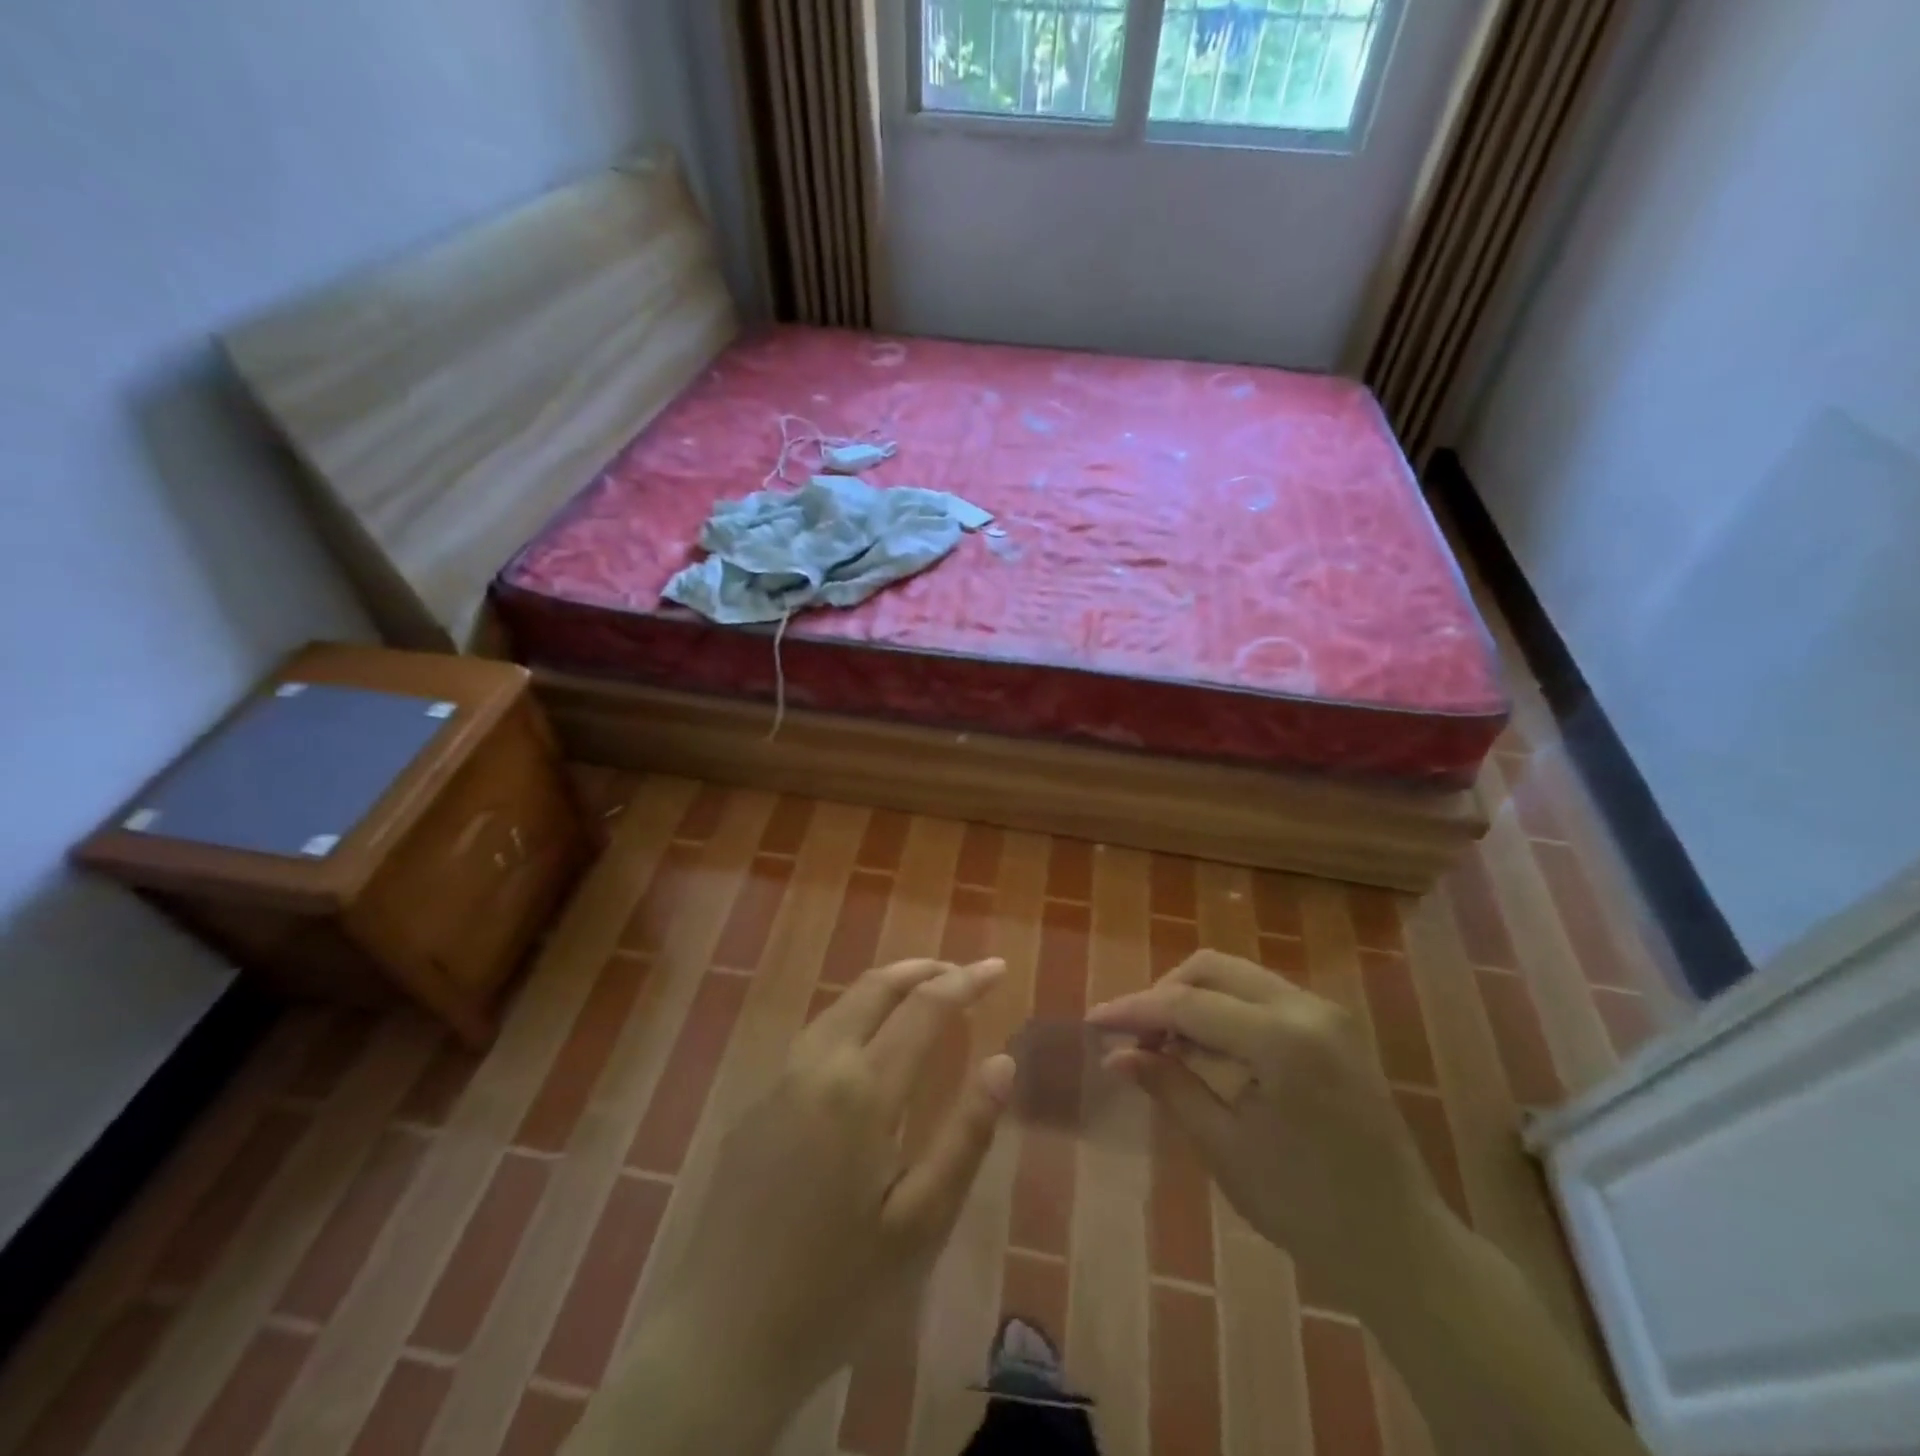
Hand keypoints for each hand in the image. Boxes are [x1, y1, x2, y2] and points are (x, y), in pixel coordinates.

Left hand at [580, 958, 1013, 1453]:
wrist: (719, 1339)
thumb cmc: (836, 1288)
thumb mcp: (921, 1222)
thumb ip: (966, 1134)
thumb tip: (1003, 1062)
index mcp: (862, 1089)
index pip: (924, 1007)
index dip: (965, 981)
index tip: (997, 966)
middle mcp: (817, 1064)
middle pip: (874, 987)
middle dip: (923, 970)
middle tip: (963, 973)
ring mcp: (779, 1080)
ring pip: (840, 1005)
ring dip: (886, 988)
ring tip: (924, 995)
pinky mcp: (757, 1103)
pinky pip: (815, 1035)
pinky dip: (855, 1016)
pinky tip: (868, 1045)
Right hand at [1088, 950, 1446, 1312]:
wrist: (1404, 1248)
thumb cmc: (1308, 1208)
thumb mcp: (1225, 1148)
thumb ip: (1169, 1087)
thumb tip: (1115, 1056)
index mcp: (1281, 1040)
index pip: (1188, 1004)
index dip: (1134, 1010)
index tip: (1094, 1022)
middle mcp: (1306, 1008)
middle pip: (1212, 969)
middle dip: (1164, 993)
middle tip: (1133, 1035)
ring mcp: (1325, 1013)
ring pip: (1237, 976)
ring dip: (1193, 998)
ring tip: (1163, 1043)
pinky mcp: (1332, 1027)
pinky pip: (1262, 995)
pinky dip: (1224, 1009)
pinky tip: (1205, 1046)